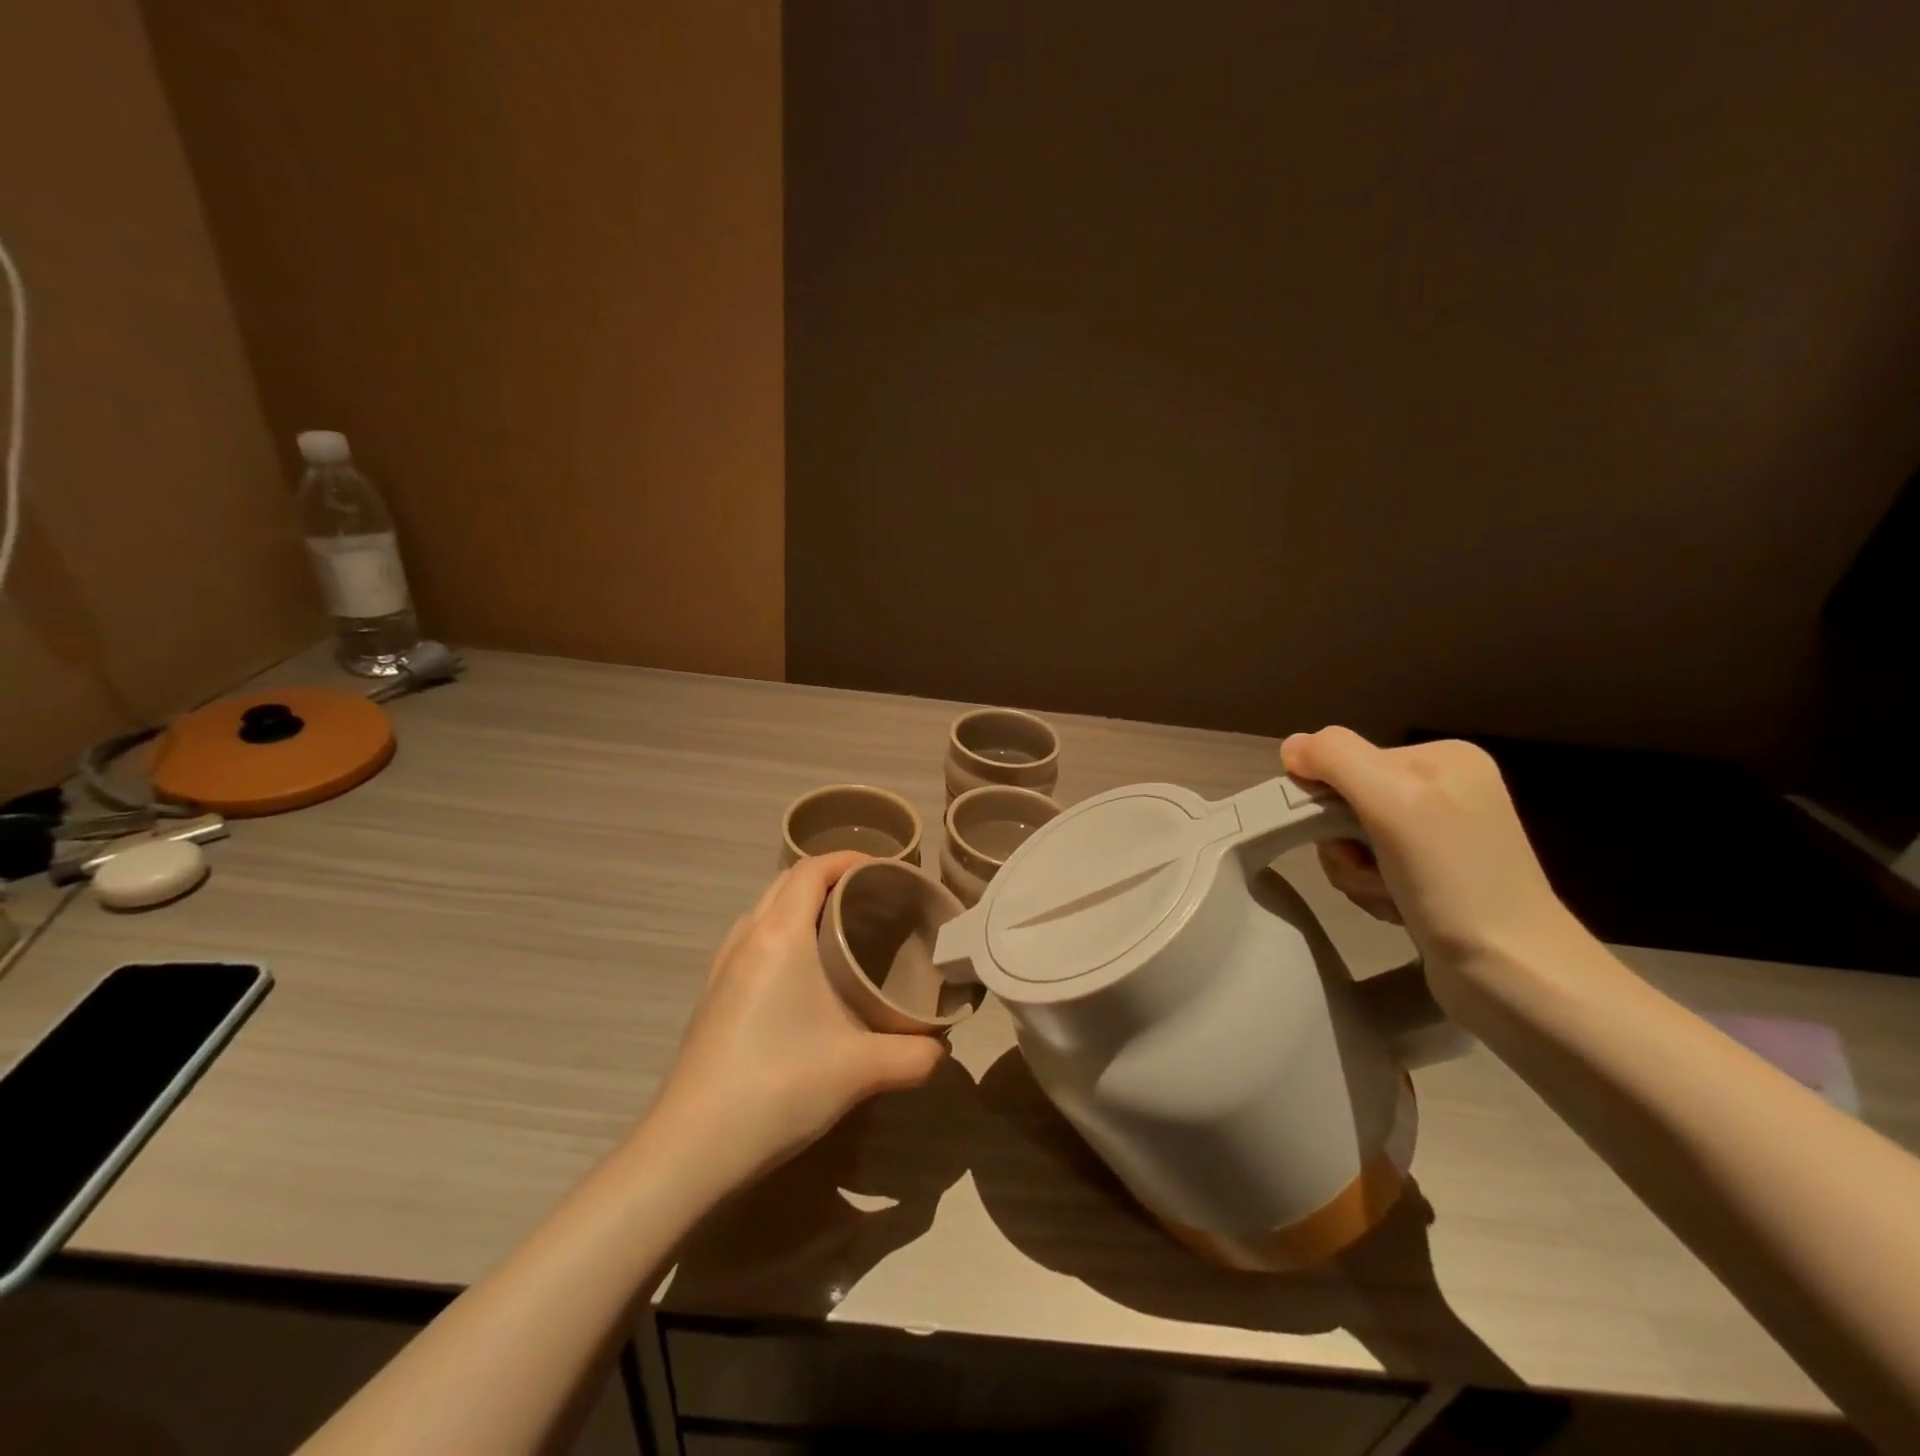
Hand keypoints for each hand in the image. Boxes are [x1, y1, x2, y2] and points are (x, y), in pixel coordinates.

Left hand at [648, 852, 946, 1185]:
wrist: (691, 1148)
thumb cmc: (778, 1089)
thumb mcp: (860, 1071)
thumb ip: (914, 1055)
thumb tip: (942, 1048)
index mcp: (780, 936)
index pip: (811, 870)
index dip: (848, 859)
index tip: (885, 869)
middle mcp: (747, 938)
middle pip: (785, 881)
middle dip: (828, 876)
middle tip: (871, 897)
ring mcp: (722, 966)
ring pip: (763, 909)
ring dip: (799, 902)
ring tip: (838, 927)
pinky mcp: (711, 994)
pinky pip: (750, 938)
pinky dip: (779, 930)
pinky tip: (801, 971)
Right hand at [1281, 728, 1576, 974]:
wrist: (1515, 975)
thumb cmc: (1455, 881)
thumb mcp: (1393, 799)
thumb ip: (1336, 758)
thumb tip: (1291, 747)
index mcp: (1443, 757)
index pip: (1343, 760)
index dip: (1326, 800)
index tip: (1346, 837)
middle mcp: (1443, 789)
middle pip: (1344, 801)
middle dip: (1342, 843)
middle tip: (1369, 871)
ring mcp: (1439, 836)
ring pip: (1350, 839)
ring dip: (1354, 872)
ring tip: (1387, 896)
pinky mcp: (1432, 878)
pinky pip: (1370, 868)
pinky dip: (1370, 890)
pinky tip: (1397, 909)